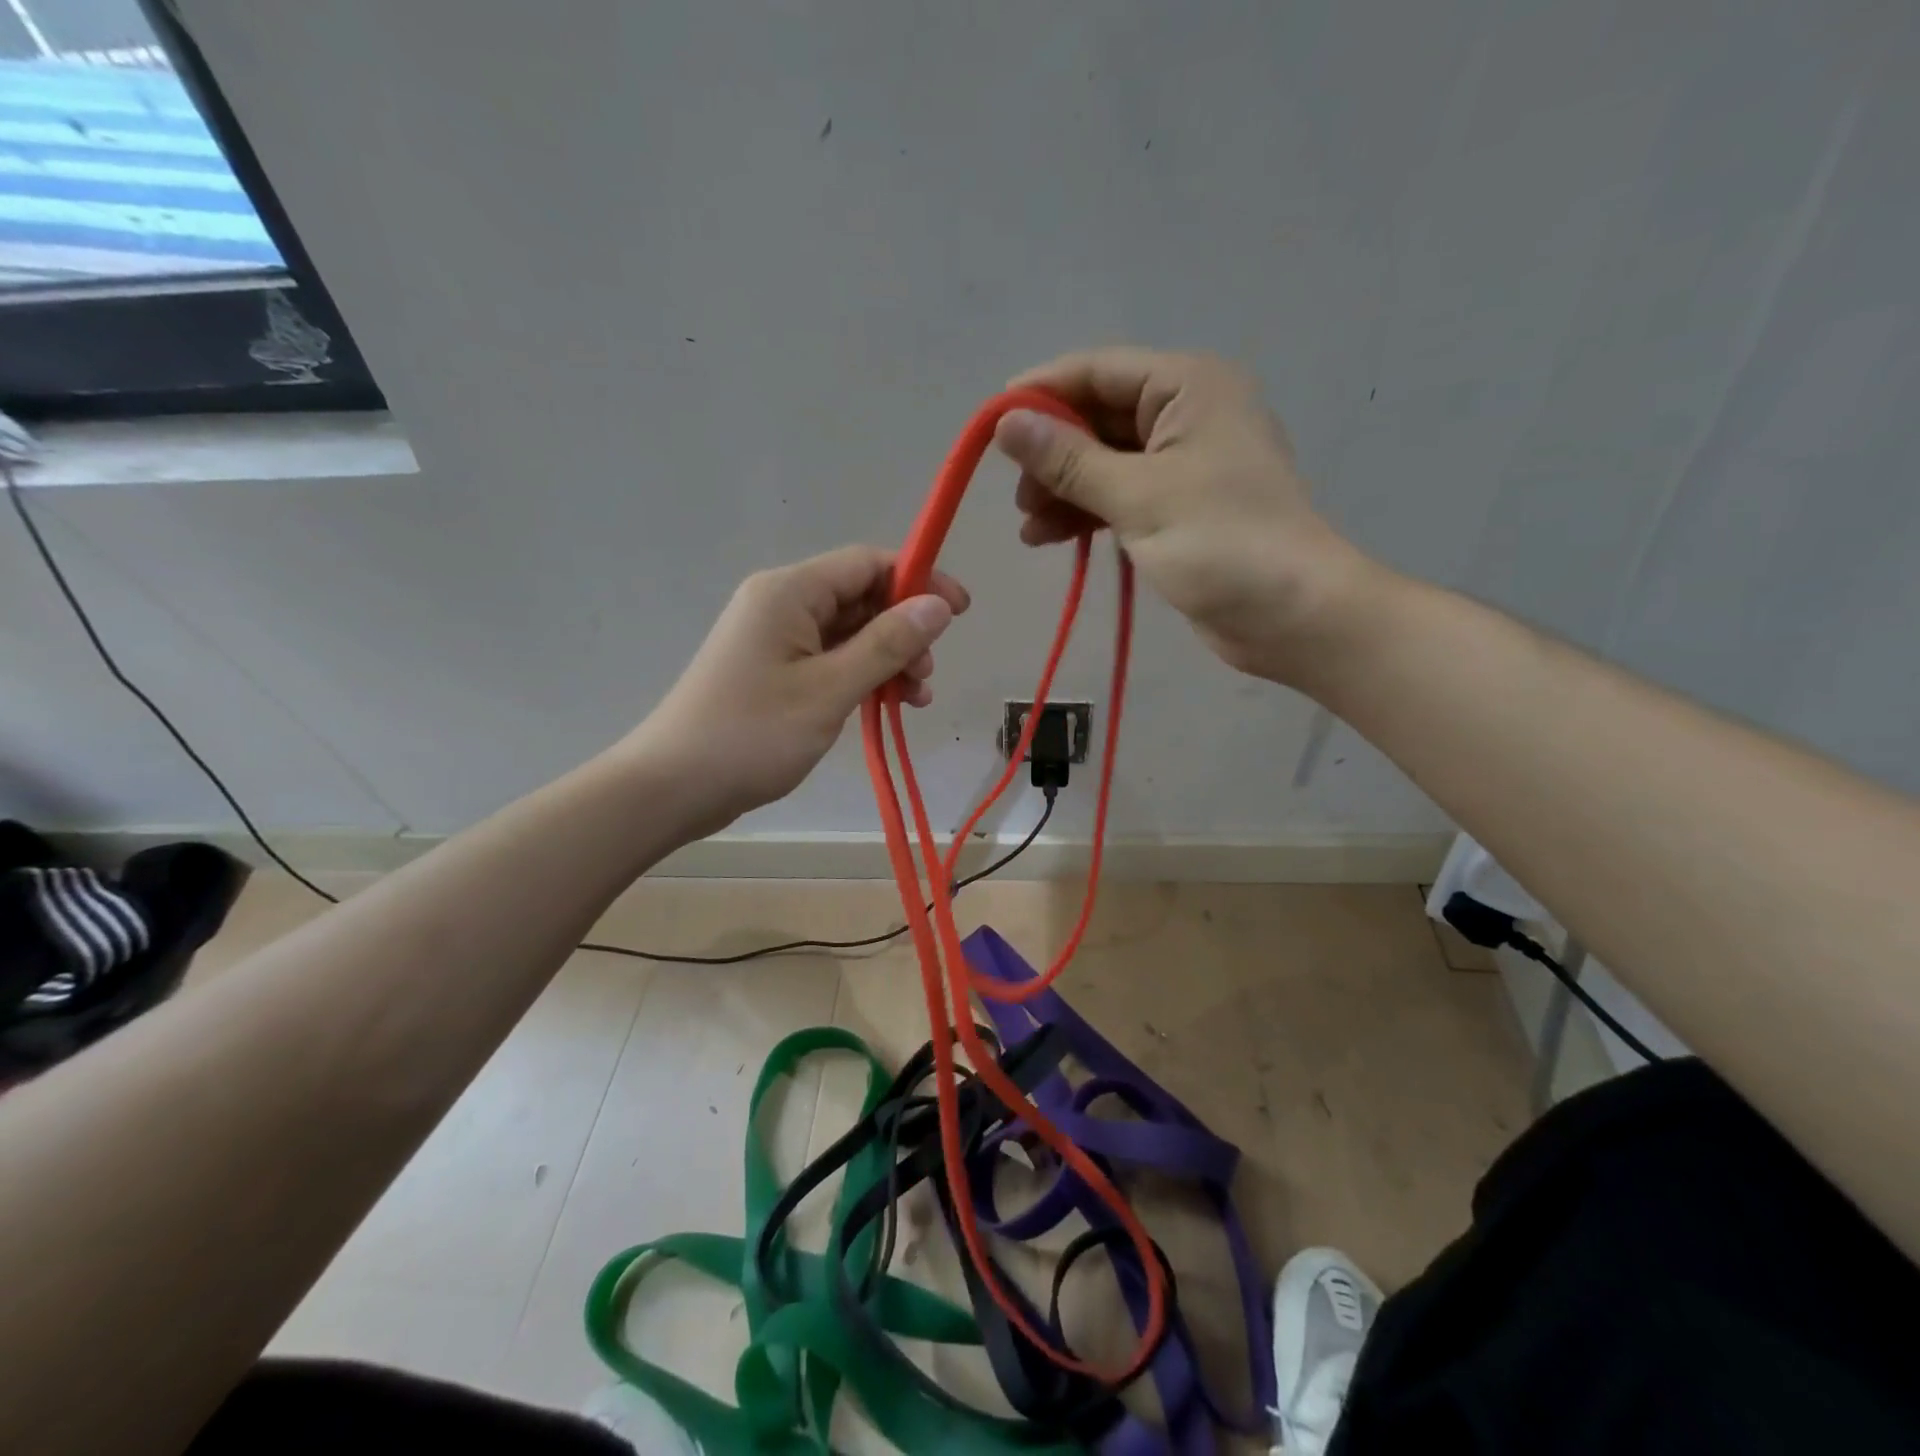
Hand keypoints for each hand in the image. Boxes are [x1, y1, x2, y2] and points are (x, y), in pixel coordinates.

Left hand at [630, 545, 967, 830]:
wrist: (673, 786)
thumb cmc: (752, 734)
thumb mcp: (830, 689)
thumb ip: (887, 644)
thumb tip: (938, 604)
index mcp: (790, 592)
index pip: (867, 563)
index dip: (918, 581)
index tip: (959, 613)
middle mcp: (782, 603)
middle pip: (861, 597)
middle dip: (904, 631)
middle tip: (926, 677)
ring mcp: (775, 638)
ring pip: (849, 633)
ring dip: (887, 659)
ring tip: (913, 699)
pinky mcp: (773, 670)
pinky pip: (830, 659)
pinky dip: (861, 676)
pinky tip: (884, 705)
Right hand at [995, 347, 1376, 683]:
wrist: (1292, 615)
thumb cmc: (1221, 543)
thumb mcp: (1137, 496)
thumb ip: (1068, 460)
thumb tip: (1005, 424)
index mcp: (1187, 387)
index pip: (1098, 371)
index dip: (1041, 393)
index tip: (990, 424)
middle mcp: (1186, 414)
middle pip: (1099, 418)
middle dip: (1052, 454)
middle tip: (1017, 495)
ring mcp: (1185, 463)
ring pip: (1106, 462)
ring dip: (1064, 490)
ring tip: (1029, 528)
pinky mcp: (1181, 507)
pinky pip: (1121, 496)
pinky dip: (1087, 513)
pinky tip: (1050, 538)